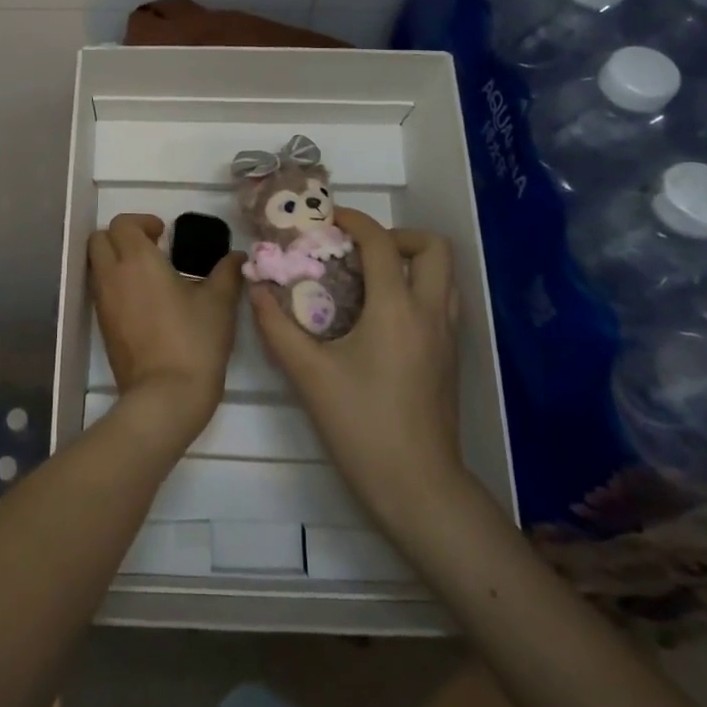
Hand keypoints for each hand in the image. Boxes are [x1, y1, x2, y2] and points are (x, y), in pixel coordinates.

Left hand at [89, 214, 244, 448]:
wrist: (166, 396)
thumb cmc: (194, 342)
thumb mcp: (219, 303)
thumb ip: (227, 272)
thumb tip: (237, 256)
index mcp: (138, 261)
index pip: (122, 223)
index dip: (142, 222)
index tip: (164, 234)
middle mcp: (113, 276)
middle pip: (99, 239)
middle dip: (121, 236)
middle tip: (151, 248)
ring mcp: (103, 302)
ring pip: (96, 265)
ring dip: (115, 259)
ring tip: (148, 274)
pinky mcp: (102, 326)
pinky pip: (100, 290)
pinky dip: (114, 283)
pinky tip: (143, 300)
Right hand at [249, 209, 462, 534]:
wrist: (417, 485)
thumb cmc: (361, 425)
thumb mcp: (309, 375)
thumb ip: (277, 328)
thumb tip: (256, 290)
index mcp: (396, 309)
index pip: (382, 243)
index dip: (356, 221)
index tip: (330, 220)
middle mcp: (430, 312)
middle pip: (433, 247)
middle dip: (397, 237)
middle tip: (360, 253)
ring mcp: (447, 335)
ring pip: (445, 274)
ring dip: (410, 261)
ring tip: (370, 279)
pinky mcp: (450, 356)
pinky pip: (442, 300)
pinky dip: (417, 288)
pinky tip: (382, 316)